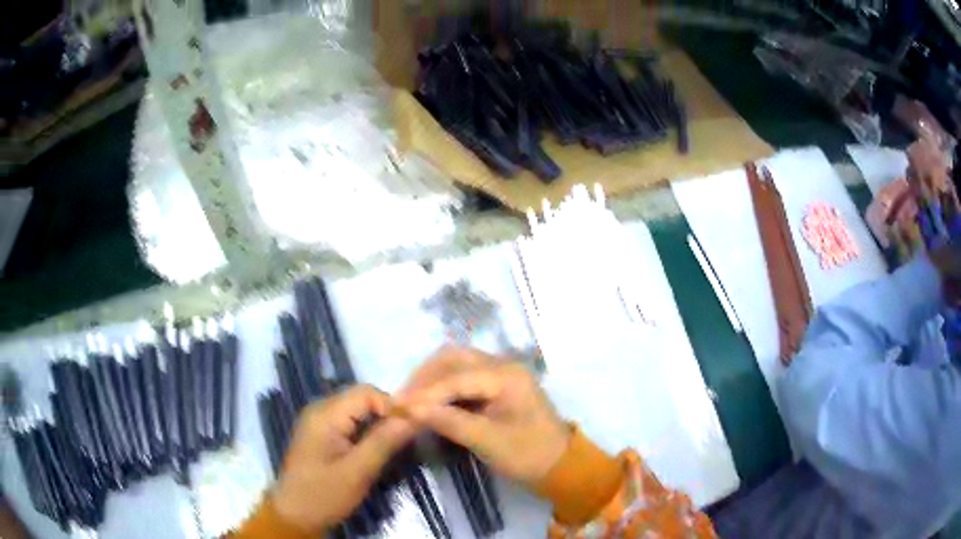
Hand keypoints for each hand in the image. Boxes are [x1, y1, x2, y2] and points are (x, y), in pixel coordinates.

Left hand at [272, 385, 414, 533]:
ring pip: (357, 410)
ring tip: (391, 447)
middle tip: (403, 441)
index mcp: (325, 415)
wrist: (295, 516)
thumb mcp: (358, 471)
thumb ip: (384, 441)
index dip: (392, 405)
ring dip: (377, 424)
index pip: (366, 392)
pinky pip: (349, 422)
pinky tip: (373, 450)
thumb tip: (415, 416)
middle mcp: (320, 410)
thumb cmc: (324, 495)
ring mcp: (318, 421)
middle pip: (361, 398)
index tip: (410, 429)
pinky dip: (365, 432)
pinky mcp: (321, 434)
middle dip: (386, 415)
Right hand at [400, 347, 569, 485]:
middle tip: (402, 400)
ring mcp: (500, 373)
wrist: (560, 465)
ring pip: (456, 364)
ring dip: (431, 379)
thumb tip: (410, 410)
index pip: (457, 377)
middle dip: (424, 377)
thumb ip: (450, 423)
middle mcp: (503, 365)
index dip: (425, 392)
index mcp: (507, 376)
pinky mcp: (495, 385)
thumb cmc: (529, 455)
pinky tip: (428, 402)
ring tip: (410, 401)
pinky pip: (462, 376)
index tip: (397, 406)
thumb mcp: (489, 442)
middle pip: (454, 359)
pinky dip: (442, 386)